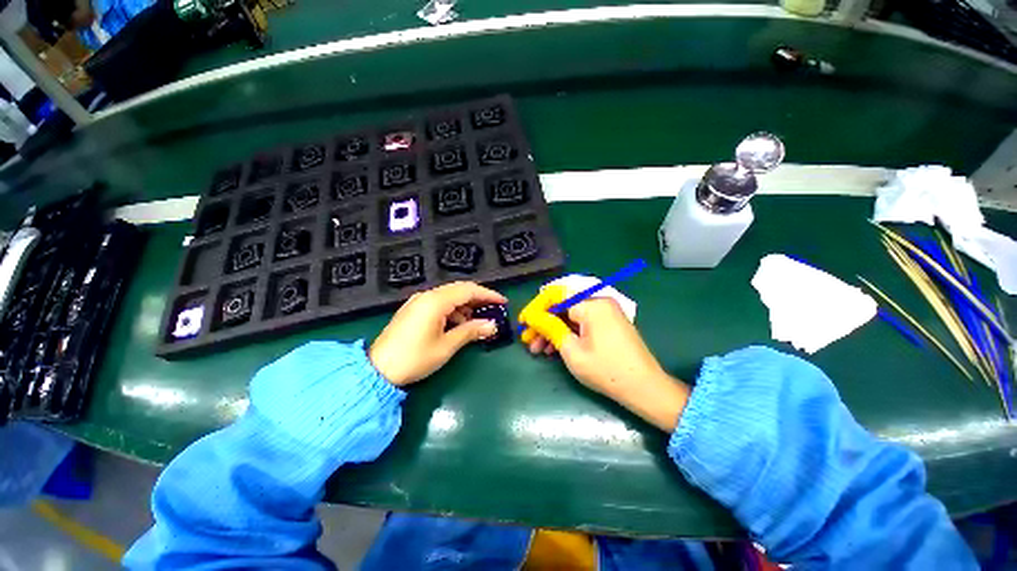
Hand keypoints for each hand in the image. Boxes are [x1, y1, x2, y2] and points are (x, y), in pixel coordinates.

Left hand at [370, 282, 505, 385]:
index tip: (503, 302)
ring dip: (465, 306)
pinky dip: (452, 311)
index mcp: (435, 301)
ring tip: (476, 322)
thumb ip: (471, 331)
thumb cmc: (414, 358)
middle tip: (493, 309)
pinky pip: (439, 303)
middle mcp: (426, 296)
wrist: (377, 370)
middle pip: (459, 290)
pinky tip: (457, 324)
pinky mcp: (413, 310)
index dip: (488, 294)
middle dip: (478, 299)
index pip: (468, 290)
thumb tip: (492, 325)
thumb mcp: (446, 346)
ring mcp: (418, 302)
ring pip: (449, 296)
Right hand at [519, 294, 688, 430]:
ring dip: (553, 330)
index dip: (536, 309)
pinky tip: (554, 349)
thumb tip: (533, 317)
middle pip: (563, 306)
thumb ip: (550, 328)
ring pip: (570, 316)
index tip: (523, 323)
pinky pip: (582, 323)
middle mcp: (599, 302)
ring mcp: (605, 313)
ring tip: (538, 349)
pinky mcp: (608, 323)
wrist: (645, 388)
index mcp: (592, 304)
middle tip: (528, 340)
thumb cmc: (606, 370)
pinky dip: (567, 333)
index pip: (556, 297)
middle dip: (543, 323)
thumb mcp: (572, 351)